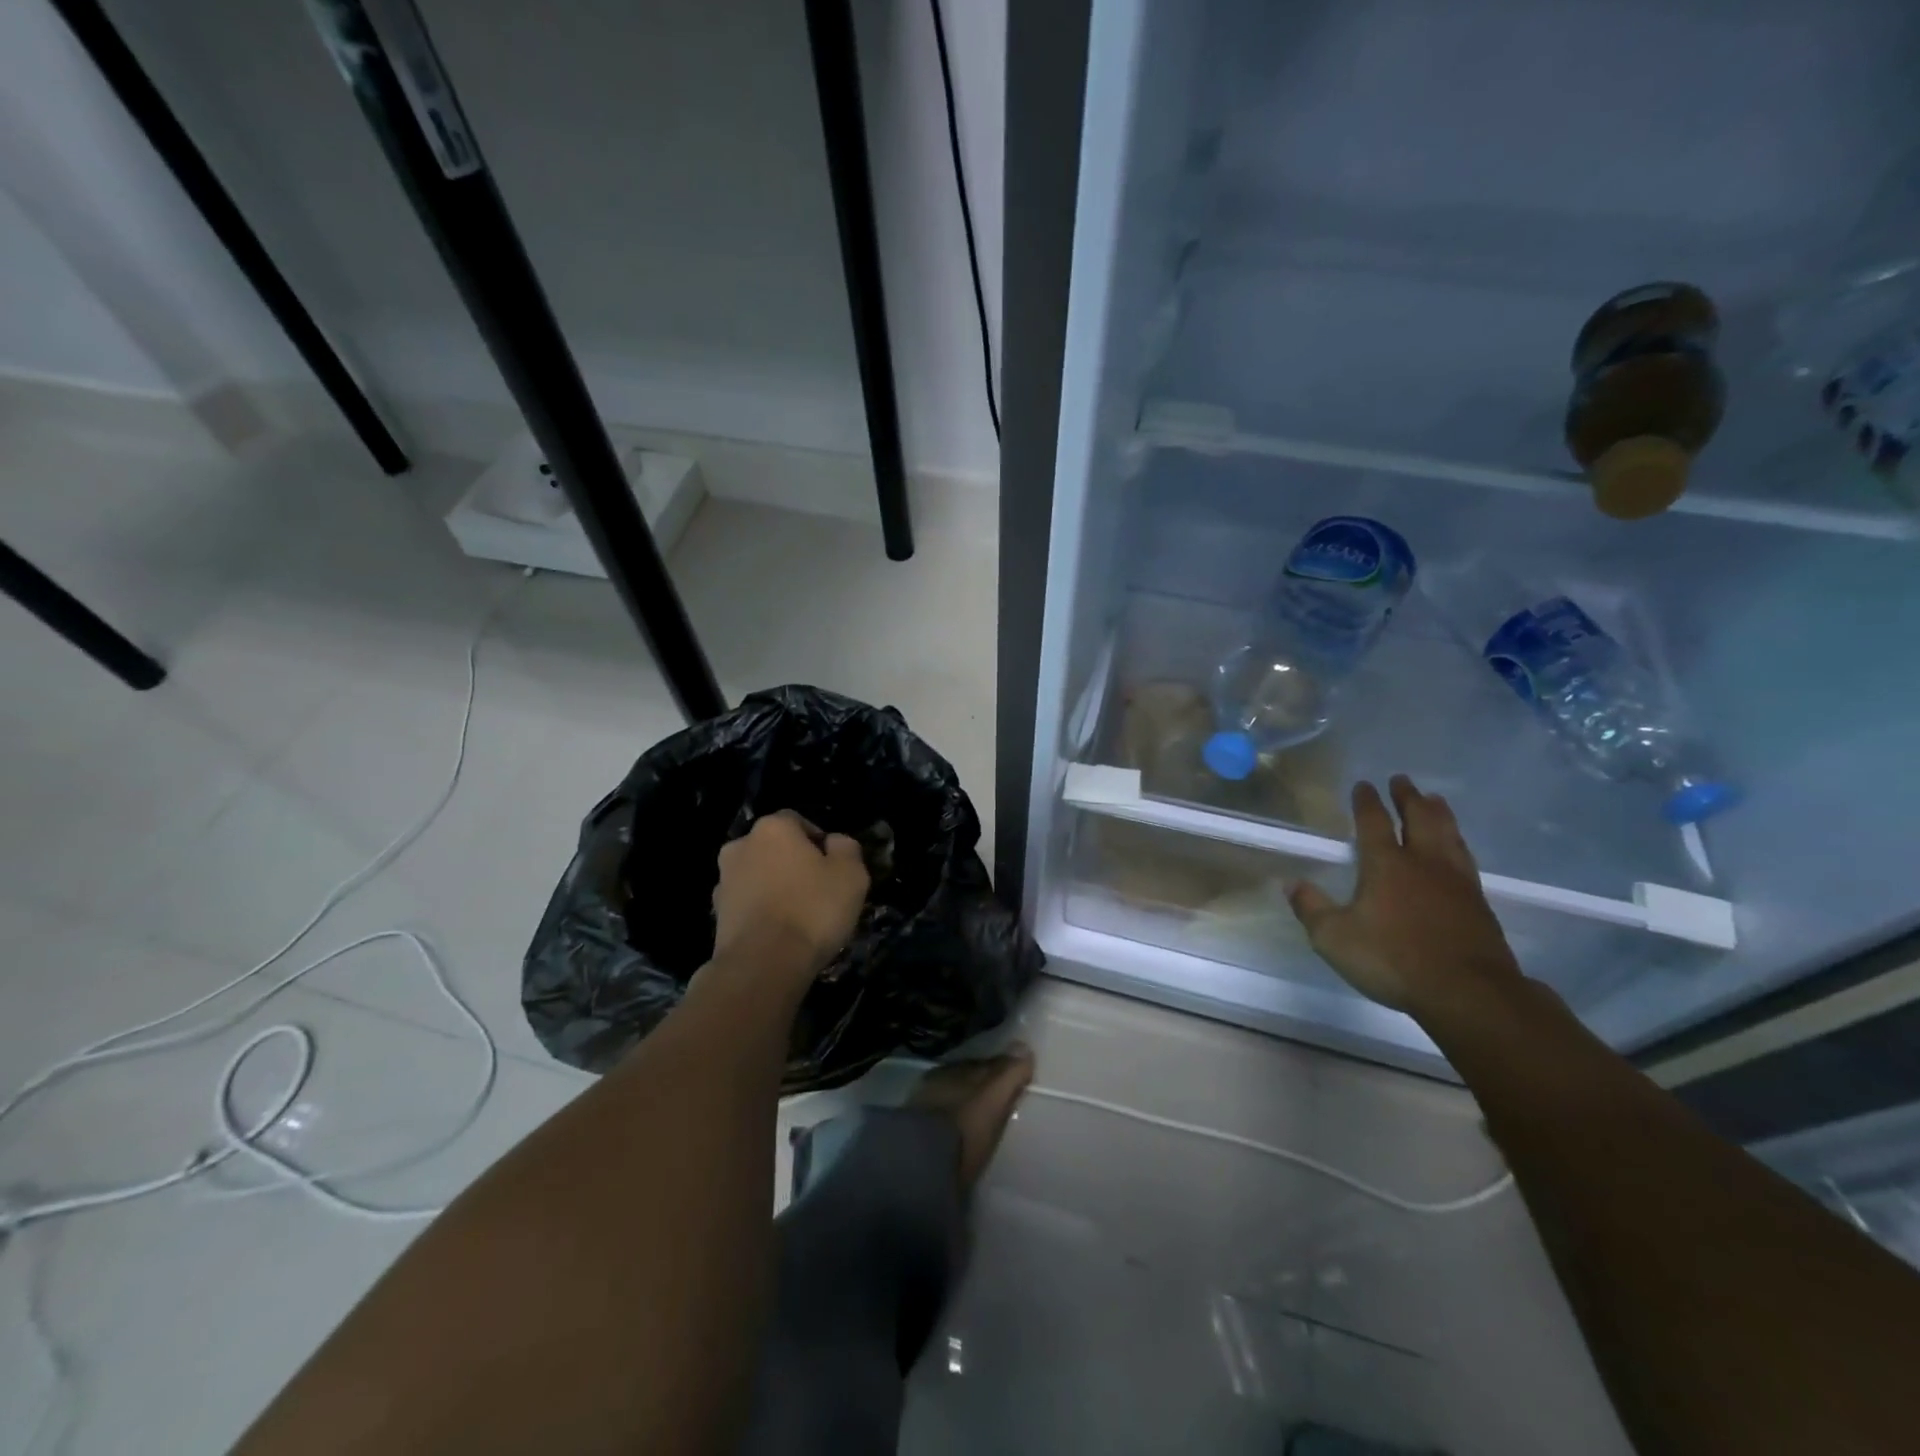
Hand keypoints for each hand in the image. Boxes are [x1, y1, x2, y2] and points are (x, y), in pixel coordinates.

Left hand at [712, 810, 869, 979]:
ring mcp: (724, 880)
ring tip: (799, 917)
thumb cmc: (812, 910)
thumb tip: (834, 843)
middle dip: (794, 864)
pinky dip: (762, 911)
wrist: (762, 965)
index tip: (834, 868)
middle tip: (819, 891)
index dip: (819, 842)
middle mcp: (741, 845)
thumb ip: (846, 848)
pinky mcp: (717, 914)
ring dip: (776, 887)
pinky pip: (748, 903)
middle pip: (775, 848)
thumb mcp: (851, 874)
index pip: (799, 822)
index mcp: (773, 828)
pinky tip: (780, 933)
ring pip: (759, 876)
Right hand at [1289, 776, 1524, 1017]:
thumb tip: (1291, 884)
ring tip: (1435, 799)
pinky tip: (1457, 848)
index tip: (1363, 785)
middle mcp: (1423, 863)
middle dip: (1408, 797)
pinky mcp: (1479, 903)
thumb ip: (1311, 909)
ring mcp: (1456, 881)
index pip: (1373, 822)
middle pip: (1419, 819)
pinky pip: (1466, 859)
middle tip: (1403, 780)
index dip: (1366, 802)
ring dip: (1439, 813)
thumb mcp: (1334, 938)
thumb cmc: (1393, 960)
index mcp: (1386, 865)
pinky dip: (1458, 843)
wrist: (1468, 992)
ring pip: (1448, 834)